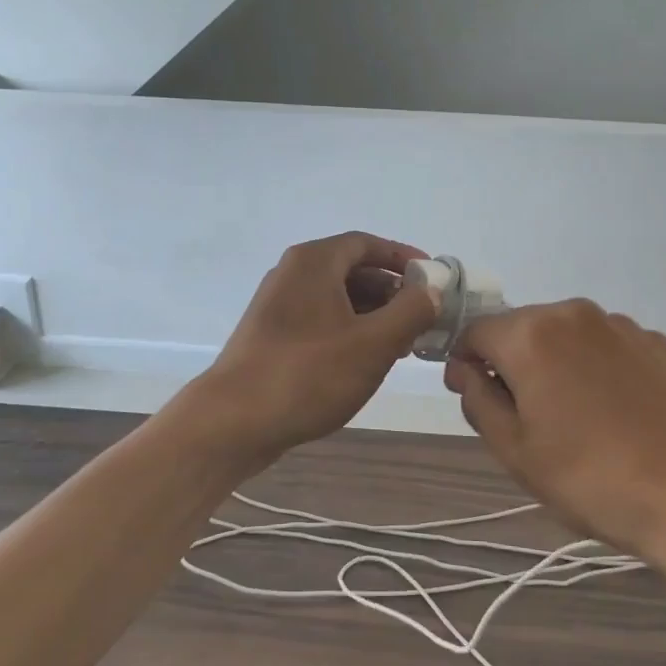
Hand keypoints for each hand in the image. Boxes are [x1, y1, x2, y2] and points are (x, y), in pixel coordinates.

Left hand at [198, 232, 441, 456]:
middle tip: (422, 318)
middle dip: (391, 291)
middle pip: (352, 269)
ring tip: (401, 345)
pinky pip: (320, 319)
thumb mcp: (373, 343)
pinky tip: (365, 361)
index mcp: (314, 262)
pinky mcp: (271, 335)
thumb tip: (431, 289)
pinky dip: (348, 330)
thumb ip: (410, 311)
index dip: (402, 258)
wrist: (233, 421)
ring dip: (372, 314)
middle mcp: (292, 273)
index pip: (367, 244)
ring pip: (336, 298)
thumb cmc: (308, 374)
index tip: (432, 278)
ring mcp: (277, 305)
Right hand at [447, 300, 665, 589]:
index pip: (475, 331)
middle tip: (529, 421)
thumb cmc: (593, 479)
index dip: (466, 364)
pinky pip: (609, 348)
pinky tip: (619, 416)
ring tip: (580, 422)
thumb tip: (467, 370)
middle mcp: (575, 313)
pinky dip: (599, 370)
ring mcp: (623, 325)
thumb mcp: (515, 452)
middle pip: (522, 329)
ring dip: (557, 365)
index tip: (477, 400)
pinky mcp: (661, 343)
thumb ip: (478, 400)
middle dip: (513, 364)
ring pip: (567, 337)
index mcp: (531, 334)